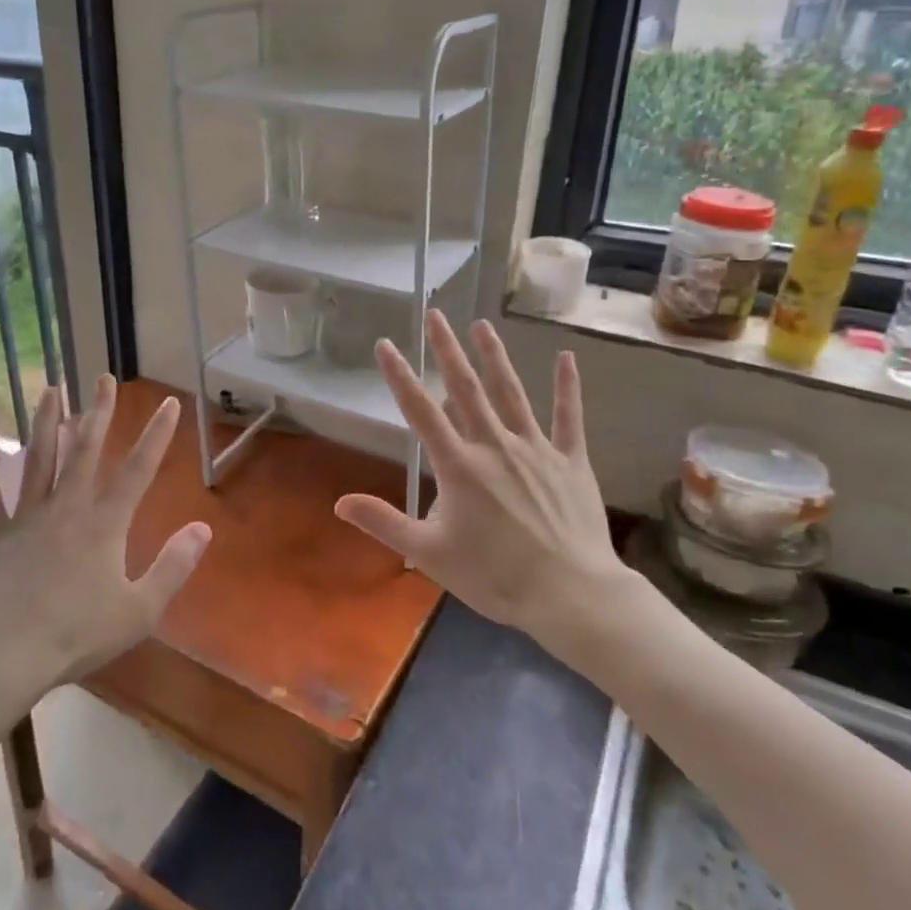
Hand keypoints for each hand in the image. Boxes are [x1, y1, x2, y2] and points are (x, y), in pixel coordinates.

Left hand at [0, 377, 210, 704]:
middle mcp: (66, 508)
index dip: (156, 435)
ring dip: (47, 421)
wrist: (4, 656)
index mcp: (104, 524)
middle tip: (103, 379)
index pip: (138, 470)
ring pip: (38, 458)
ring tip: (52, 389)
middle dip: (99, 412)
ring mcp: (25, 516)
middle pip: (85, 450)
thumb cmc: (76, 635)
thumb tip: (204, 527)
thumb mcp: (140, 609)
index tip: (169, 403)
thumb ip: (174, 566)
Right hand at [335, 312, 630, 648]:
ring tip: (482, 325)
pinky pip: (569, 417)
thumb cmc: (495, 576)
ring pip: (511, 393)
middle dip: (447, 350)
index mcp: (459, 466)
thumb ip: (384, 523)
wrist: (570, 595)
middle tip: (436, 314)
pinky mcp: (571, 461)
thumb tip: (339, 503)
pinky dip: (567, 387)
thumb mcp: (430, 553)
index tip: (386, 345)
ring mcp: (536, 449)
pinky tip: (567, 358)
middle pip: (466, 389)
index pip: (421, 412)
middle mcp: (495, 446)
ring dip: (495, 357)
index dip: (401, 376)